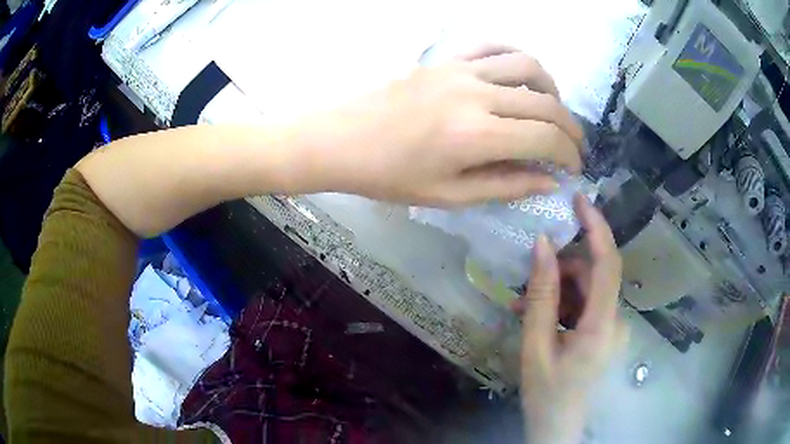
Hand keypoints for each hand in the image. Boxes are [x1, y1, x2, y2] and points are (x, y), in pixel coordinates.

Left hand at [305, 47, 582, 205]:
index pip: (545, 138)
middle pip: (545, 102)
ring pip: (527, 65)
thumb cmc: (390, 176)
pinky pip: (492, 46)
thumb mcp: (449, 196)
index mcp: (476, 135)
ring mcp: (460, 69)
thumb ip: (506, 185)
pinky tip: (521, 76)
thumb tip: (549, 182)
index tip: (575, 169)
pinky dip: (517, 58)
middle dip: (570, 128)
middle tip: (574, 147)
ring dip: (551, 89)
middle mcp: (476, 94)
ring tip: (553, 111)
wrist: (343, 140)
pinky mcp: (446, 59)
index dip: (569, 155)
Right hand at [517, 195, 625, 443]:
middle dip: (561, 270)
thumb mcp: (536, 345)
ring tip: (524, 304)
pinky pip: (586, 304)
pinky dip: (564, 303)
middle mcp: (616, 320)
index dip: (597, 228)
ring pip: (588, 289)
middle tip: (525, 281)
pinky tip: (540, 316)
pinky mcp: (605, 331)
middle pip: (593, 276)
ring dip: (558, 289)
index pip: (608, 264)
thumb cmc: (546, 393)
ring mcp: (612, 327)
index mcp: (602, 326)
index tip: (579, 199)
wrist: (558, 426)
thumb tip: (542, 245)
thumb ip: (541, 295)